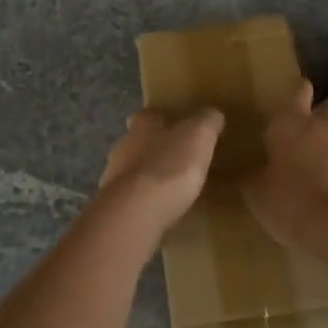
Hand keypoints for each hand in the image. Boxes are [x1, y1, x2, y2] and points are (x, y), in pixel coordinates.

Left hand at [96, 108, 225, 241]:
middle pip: (138, 142)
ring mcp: (114, 178)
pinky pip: (132, 199)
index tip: (179, 128)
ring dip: (150, 177)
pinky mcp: (116, 206)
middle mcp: (123, 147)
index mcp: (141, 126)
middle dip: (156, 149)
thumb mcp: (199, 136)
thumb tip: (213, 114)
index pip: (148, 115)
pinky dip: (145, 202)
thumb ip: (207, 122)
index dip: (163, 119)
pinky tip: (162, 211)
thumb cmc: (169, 166)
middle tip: (180, 160)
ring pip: (133, 171)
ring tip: (173, 189)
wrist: (135, 213)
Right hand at [242, 81, 327, 250]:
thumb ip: (253, 175)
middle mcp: (322, 129)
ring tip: (319, 173)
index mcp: (291, 123)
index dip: (299, 91)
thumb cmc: (289, 199)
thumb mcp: (257, 192)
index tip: (300, 90)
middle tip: (312, 128)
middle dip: (325, 112)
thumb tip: (248, 172)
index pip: (298, 93)